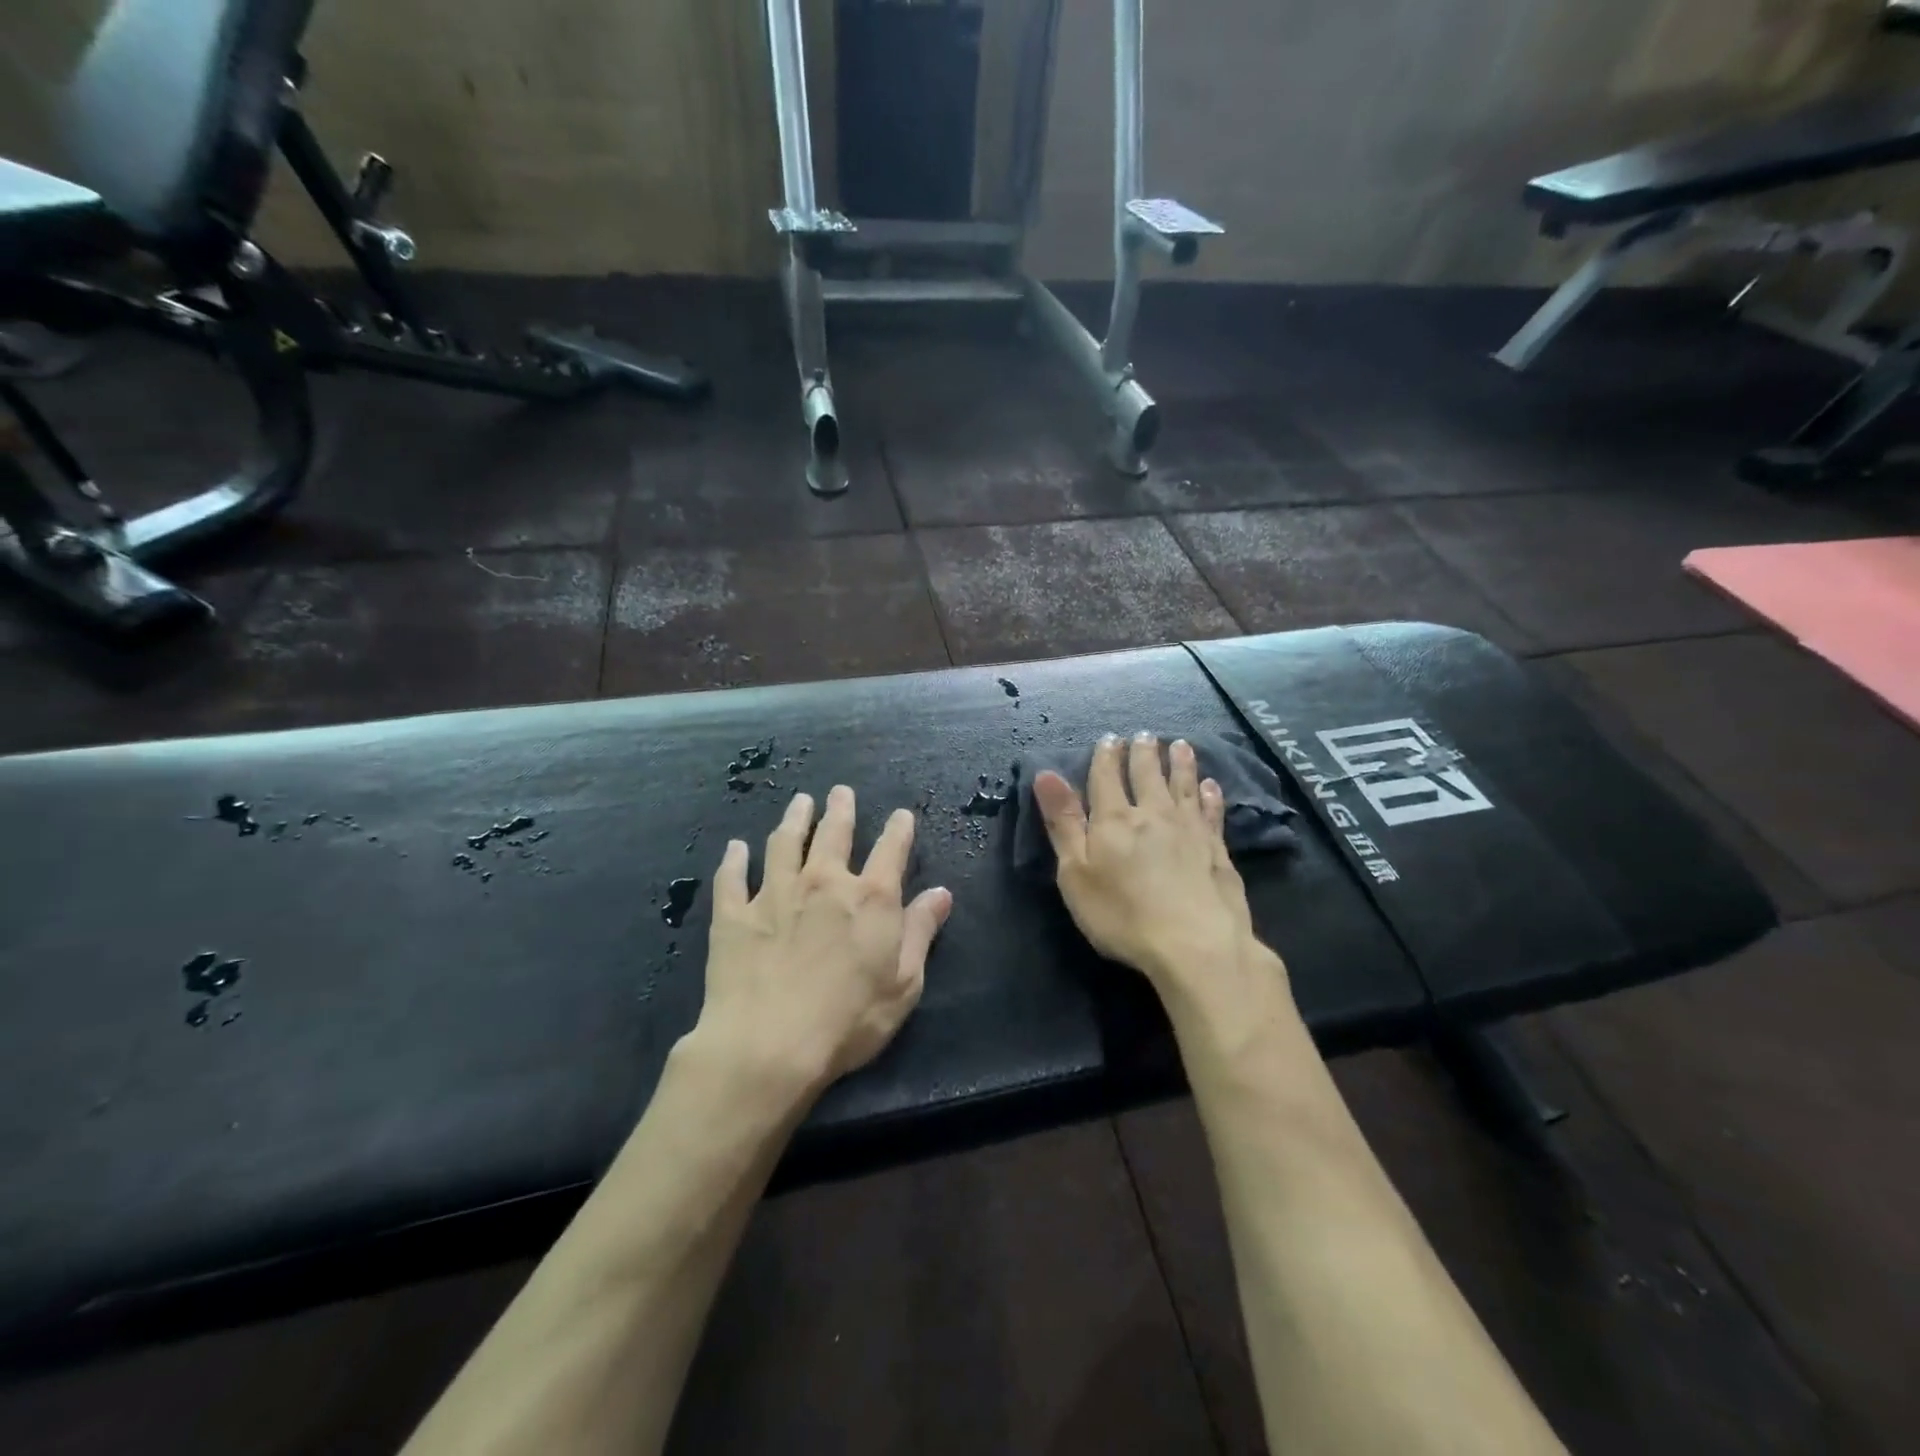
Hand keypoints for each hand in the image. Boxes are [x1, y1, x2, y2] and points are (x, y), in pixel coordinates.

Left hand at [693, 786, 952, 1101]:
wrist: (768, 1046)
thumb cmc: (848, 1021)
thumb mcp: (903, 984)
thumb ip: (920, 933)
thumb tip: (942, 893)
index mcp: (870, 898)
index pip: (891, 850)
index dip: (899, 829)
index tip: (901, 815)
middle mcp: (823, 882)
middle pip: (833, 834)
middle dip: (840, 809)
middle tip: (839, 792)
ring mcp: (775, 893)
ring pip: (785, 842)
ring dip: (794, 819)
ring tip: (799, 802)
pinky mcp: (734, 914)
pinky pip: (733, 877)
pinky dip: (735, 859)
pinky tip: (736, 847)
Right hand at [1034, 734, 1264, 994]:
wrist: (1195, 944)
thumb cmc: (1122, 914)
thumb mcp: (1075, 872)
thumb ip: (1063, 822)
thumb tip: (1045, 773)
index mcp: (1114, 819)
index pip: (1106, 778)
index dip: (1106, 757)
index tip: (1110, 738)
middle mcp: (1153, 814)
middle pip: (1147, 775)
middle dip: (1143, 753)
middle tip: (1145, 735)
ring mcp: (1189, 829)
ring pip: (1183, 785)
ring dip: (1180, 763)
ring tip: (1180, 744)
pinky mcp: (1216, 849)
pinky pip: (1212, 812)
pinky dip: (1210, 796)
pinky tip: (1212, 786)